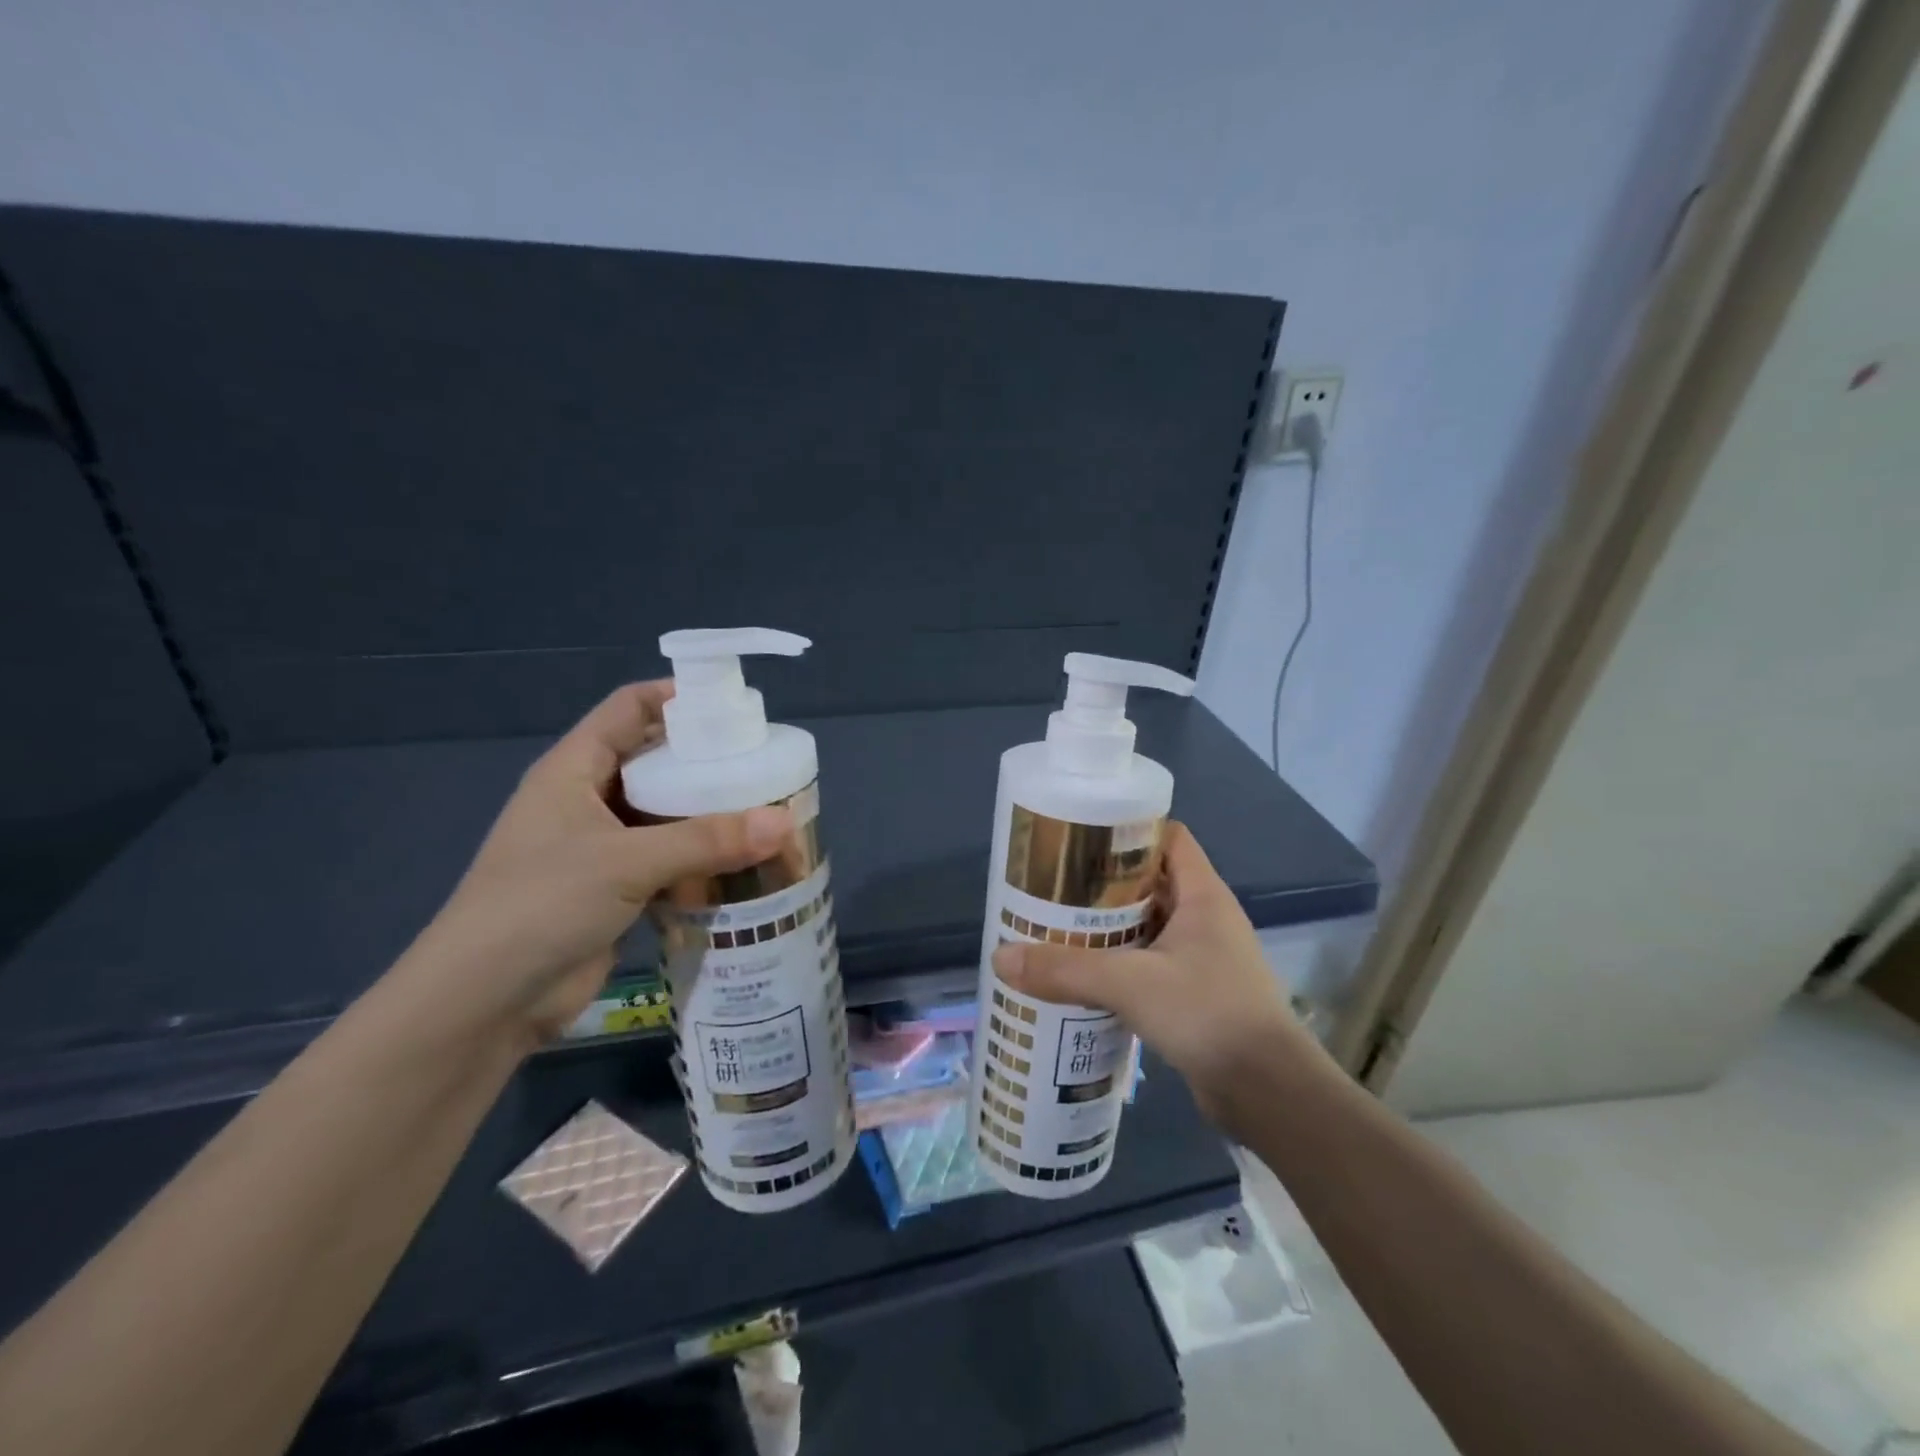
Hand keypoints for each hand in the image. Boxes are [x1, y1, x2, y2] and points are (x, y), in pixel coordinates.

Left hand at [405, 682, 791, 1044]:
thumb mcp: (625, 863)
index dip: (676, 697)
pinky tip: (743, 863)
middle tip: (765, 763)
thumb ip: (706, 841)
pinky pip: (668, 861)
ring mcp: (600, 847)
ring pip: (665, 815)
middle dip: (706, 762)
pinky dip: (701, 860)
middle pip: (654, 761)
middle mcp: (587, 800)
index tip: (733, 706)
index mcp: (573, 770)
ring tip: (766, 810)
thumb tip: (785, 822)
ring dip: (709, 815)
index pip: (627, 708)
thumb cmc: (541, 906)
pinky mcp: (615, 890)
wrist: (483, 1003)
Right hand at [991, 823, 1326, 1122]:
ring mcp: (1202, 958)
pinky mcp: (1194, 995)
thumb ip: (1067, 969)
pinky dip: (1117, 965)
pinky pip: (1148, 965)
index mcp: (1202, 894)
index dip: (1126, 831)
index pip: (1167, 837)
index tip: (1078, 838)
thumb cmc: (1209, 1015)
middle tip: (1051, 889)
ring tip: (1055, 930)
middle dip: (1101, 885)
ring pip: (1145, 928)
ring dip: (1106, 929)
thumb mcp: (1132, 984)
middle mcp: (1204, 918)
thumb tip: (1000, 957)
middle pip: (1148, 882)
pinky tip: (1081, 977)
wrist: (1270, 1095)